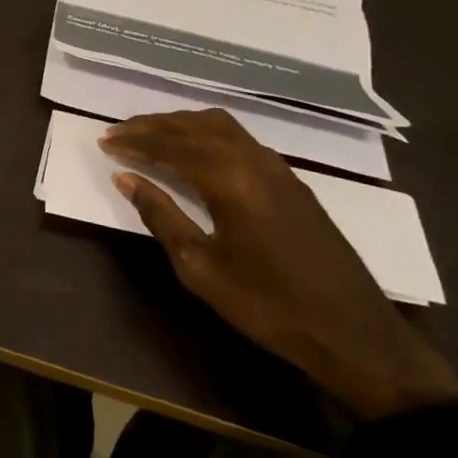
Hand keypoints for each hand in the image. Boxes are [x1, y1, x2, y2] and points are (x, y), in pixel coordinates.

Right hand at [103, 110, 457, 420]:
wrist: (353, 333)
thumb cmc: (268, 305)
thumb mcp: (200, 267)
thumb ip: (161, 216)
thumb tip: (125, 178)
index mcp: (230, 180)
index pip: (170, 146)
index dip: (135, 142)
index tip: (104, 141)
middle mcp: (253, 161)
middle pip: (193, 127)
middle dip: (152, 126)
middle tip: (118, 132)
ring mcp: (277, 168)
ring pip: (220, 126)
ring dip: (180, 125)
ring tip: (150, 135)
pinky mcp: (291, 181)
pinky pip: (240, 138)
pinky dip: (206, 134)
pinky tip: (195, 150)